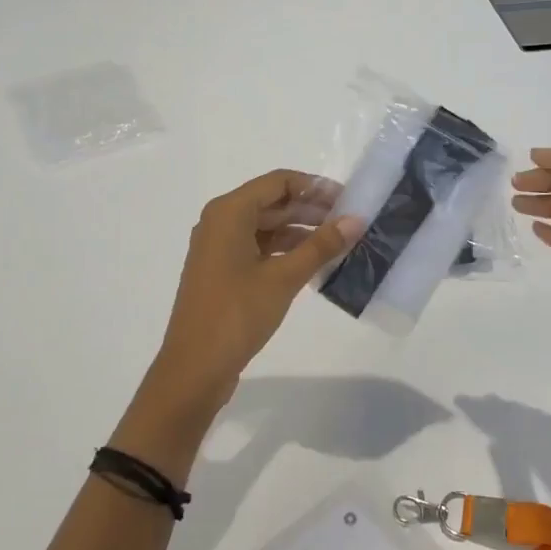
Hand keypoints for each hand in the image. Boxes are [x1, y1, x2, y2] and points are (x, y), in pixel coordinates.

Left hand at [143, 170, 361, 420]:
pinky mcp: (222, 271)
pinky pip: (258, 247)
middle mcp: (220, 222)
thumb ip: (320, 246)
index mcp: (229, 212)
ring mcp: (219, 248)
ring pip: (266, 226)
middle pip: (272, 202)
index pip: (278, 182)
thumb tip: (356, 220)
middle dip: (310, 209)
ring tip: (338, 243)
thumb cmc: (237, 314)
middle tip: (349, 221)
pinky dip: (284, 250)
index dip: (314, 187)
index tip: (348, 199)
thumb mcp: (283, 278)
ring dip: (299, 231)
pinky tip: (312, 263)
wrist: (194, 368)